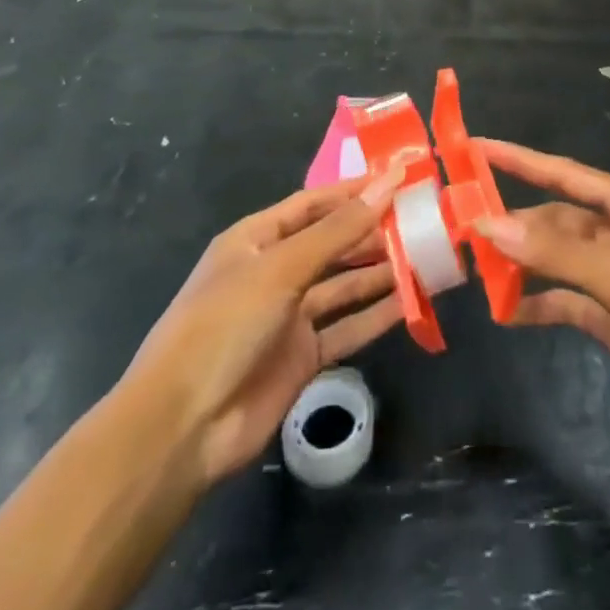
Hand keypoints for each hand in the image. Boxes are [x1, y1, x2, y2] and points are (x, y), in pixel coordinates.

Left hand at [125, 168, 405, 486]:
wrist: (183, 428)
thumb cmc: (224, 325)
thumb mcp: (281, 268)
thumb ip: (338, 230)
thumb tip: (387, 184)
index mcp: (256, 240)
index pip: (312, 204)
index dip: (353, 192)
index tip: (398, 181)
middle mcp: (273, 272)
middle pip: (331, 243)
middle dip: (372, 232)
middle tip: (421, 220)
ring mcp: (288, 317)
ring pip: (343, 285)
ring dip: (380, 272)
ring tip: (426, 255)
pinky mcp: (302, 358)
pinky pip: (345, 328)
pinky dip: (375, 315)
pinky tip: (410, 303)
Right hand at [475, 140, 609, 464]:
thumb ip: (558, 251)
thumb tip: (492, 222)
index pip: (566, 174)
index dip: (522, 159)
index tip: (477, 147)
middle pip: (558, 219)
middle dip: (515, 222)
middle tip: (462, 227)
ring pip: (559, 259)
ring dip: (523, 263)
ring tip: (475, 267)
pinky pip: (568, 301)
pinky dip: (540, 303)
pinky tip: (507, 310)